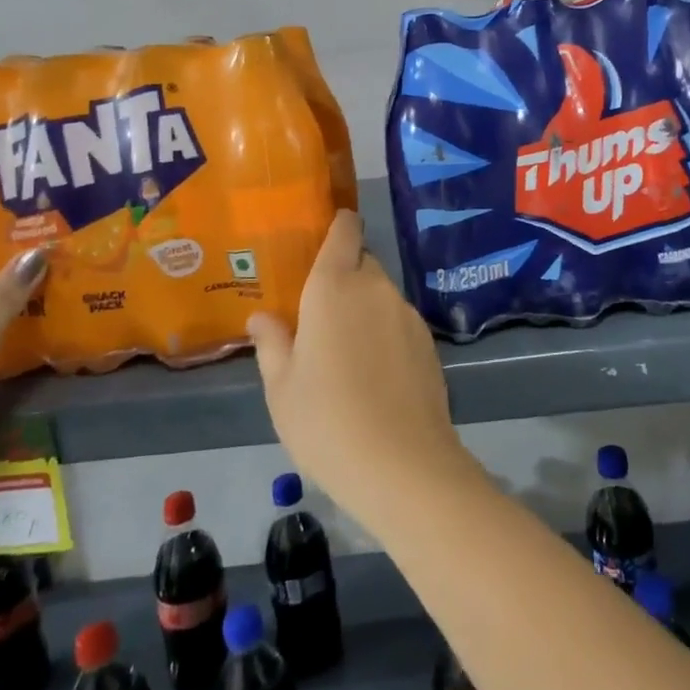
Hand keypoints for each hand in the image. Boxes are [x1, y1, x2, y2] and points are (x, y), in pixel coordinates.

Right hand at [247, 211, 476, 526]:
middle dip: (343, 275)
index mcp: (334, 287)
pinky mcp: (428, 341)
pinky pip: (398, 321)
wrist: (402, 464)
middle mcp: (375, 288)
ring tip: (345, 349)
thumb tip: (262, 318)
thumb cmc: (326, 421)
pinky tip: (374, 372)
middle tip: (320, 311)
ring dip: (364, 306)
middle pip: (362, 262)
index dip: (338, 224)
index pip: (344, 231)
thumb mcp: (282, 387)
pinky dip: (385, 331)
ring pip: (381, 293)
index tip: (326, 232)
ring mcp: (407, 313)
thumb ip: (272, 343)